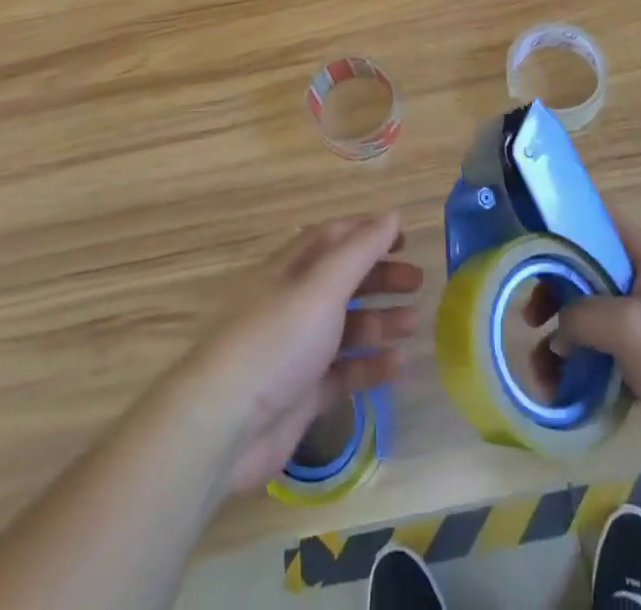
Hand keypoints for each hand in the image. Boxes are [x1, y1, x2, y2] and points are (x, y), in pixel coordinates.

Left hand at [181, 212, 422, 494]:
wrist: (223, 426)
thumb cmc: (276, 340)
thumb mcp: (322, 286)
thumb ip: (359, 250)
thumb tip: (391, 214)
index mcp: (292, 268)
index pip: (334, 237)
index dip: (368, 232)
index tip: (404, 237)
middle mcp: (294, 302)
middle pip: (344, 280)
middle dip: (380, 277)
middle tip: (417, 281)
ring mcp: (298, 349)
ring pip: (347, 326)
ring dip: (381, 320)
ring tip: (414, 322)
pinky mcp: (302, 392)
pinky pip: (344, 371)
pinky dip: (370, 364)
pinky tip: (398, 365)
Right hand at [537, 216, 640, 485]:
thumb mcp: (631, 324)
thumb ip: (582, 316)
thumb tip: (558, 333)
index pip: (596, 220)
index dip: (560, 220)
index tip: (523, 236)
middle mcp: (640, 287)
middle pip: (582, 275)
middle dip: (549, 293)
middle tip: (527, 319)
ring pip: (587, 324)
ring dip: (558, 344)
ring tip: (540, 375)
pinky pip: (600, 363)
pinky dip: (577, 375)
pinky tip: (559, 396)